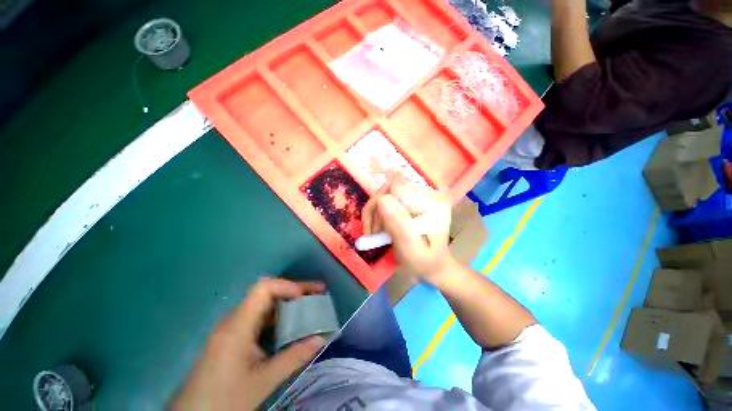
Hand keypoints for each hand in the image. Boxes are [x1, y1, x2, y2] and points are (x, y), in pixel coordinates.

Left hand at [171, 278, 326, 410]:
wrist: (201, 406)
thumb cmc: (231, 393)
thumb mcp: (266, 379)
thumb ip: (293, 357)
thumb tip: (321, 338)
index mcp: (237, 326)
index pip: (262, 290)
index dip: (288, 286)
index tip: (311, 296)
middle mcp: (230, 321)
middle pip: (261, 297)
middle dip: (291, 297)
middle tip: (318, 302)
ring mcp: (227, 330)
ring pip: (257, 312)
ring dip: (282, 313)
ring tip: (309, 320)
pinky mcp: (227, 340)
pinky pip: (251, 324)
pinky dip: (272, 326)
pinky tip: (286, 337)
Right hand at [362, 180, 453, 283]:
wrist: (434, 265)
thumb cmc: (425, 262)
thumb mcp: (412, 250)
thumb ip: (400, 226)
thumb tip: (382, 199)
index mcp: (435, 203)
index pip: (396, 191)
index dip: (380, 209)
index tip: (375, 233)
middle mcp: (431, 192)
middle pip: (390, 187)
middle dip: (375, 210)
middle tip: (372, 233)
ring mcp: (423, 193)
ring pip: (387, 190)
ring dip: (376, 211)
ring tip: (376, 231)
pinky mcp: (416, 197)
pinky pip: (390, 195)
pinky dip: (380, 210)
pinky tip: (381, 225)